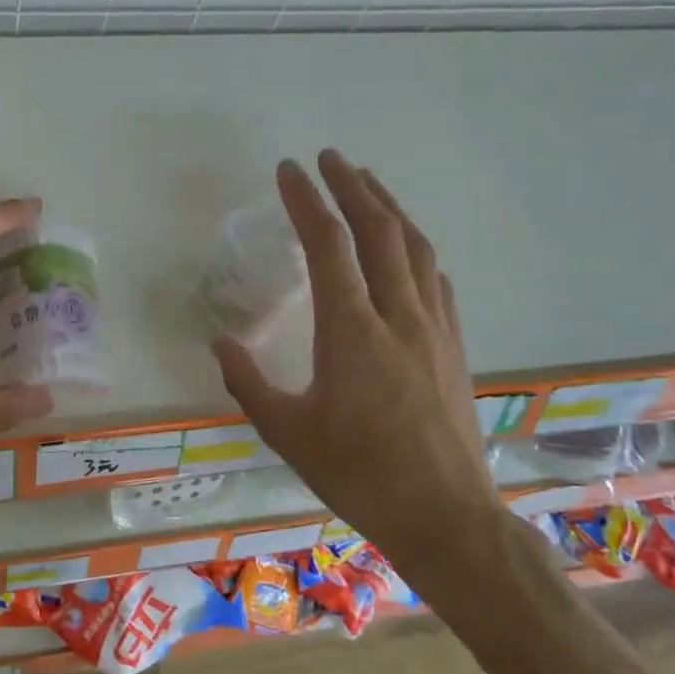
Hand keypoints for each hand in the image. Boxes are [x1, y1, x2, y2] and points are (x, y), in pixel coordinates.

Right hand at [212, 152, 505, 598]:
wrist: (445, 515)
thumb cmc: (358, 474)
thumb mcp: (287, 433)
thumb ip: (247, 382)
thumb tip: (219, 342)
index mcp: (351, 331)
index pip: (329, 245)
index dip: (307, 201)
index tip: (289, 170)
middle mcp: (398, 315)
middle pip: (379, 231)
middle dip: (351, 186)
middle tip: (329, 158)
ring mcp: (434, 327)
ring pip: (415, 247)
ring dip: (389, 207)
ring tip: (367, 183)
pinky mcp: (454, 344)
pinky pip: (435, 277)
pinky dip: (414, 247)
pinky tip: (405, 247)